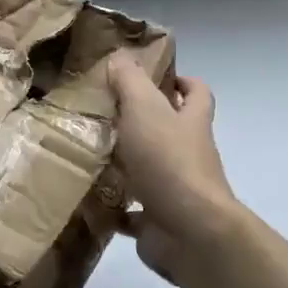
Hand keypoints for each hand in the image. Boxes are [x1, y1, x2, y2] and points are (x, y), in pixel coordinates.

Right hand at [107, 52, 240, 287]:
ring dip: (125, 165)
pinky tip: (90, 198)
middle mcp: (188, 154)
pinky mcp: (159, 220)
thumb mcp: (145, 109)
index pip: (197, 94)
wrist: (189, 230)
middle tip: (106, 114)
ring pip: (150, 170)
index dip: (182, 82)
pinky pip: (134, 212)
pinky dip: (115, 207)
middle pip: (171, 132)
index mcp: (191, 122)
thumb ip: (130, 82)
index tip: (156, 78)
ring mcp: (175, 189)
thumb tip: (121, 57)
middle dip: (144, 123)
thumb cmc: (168, 161)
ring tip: (89, 154)